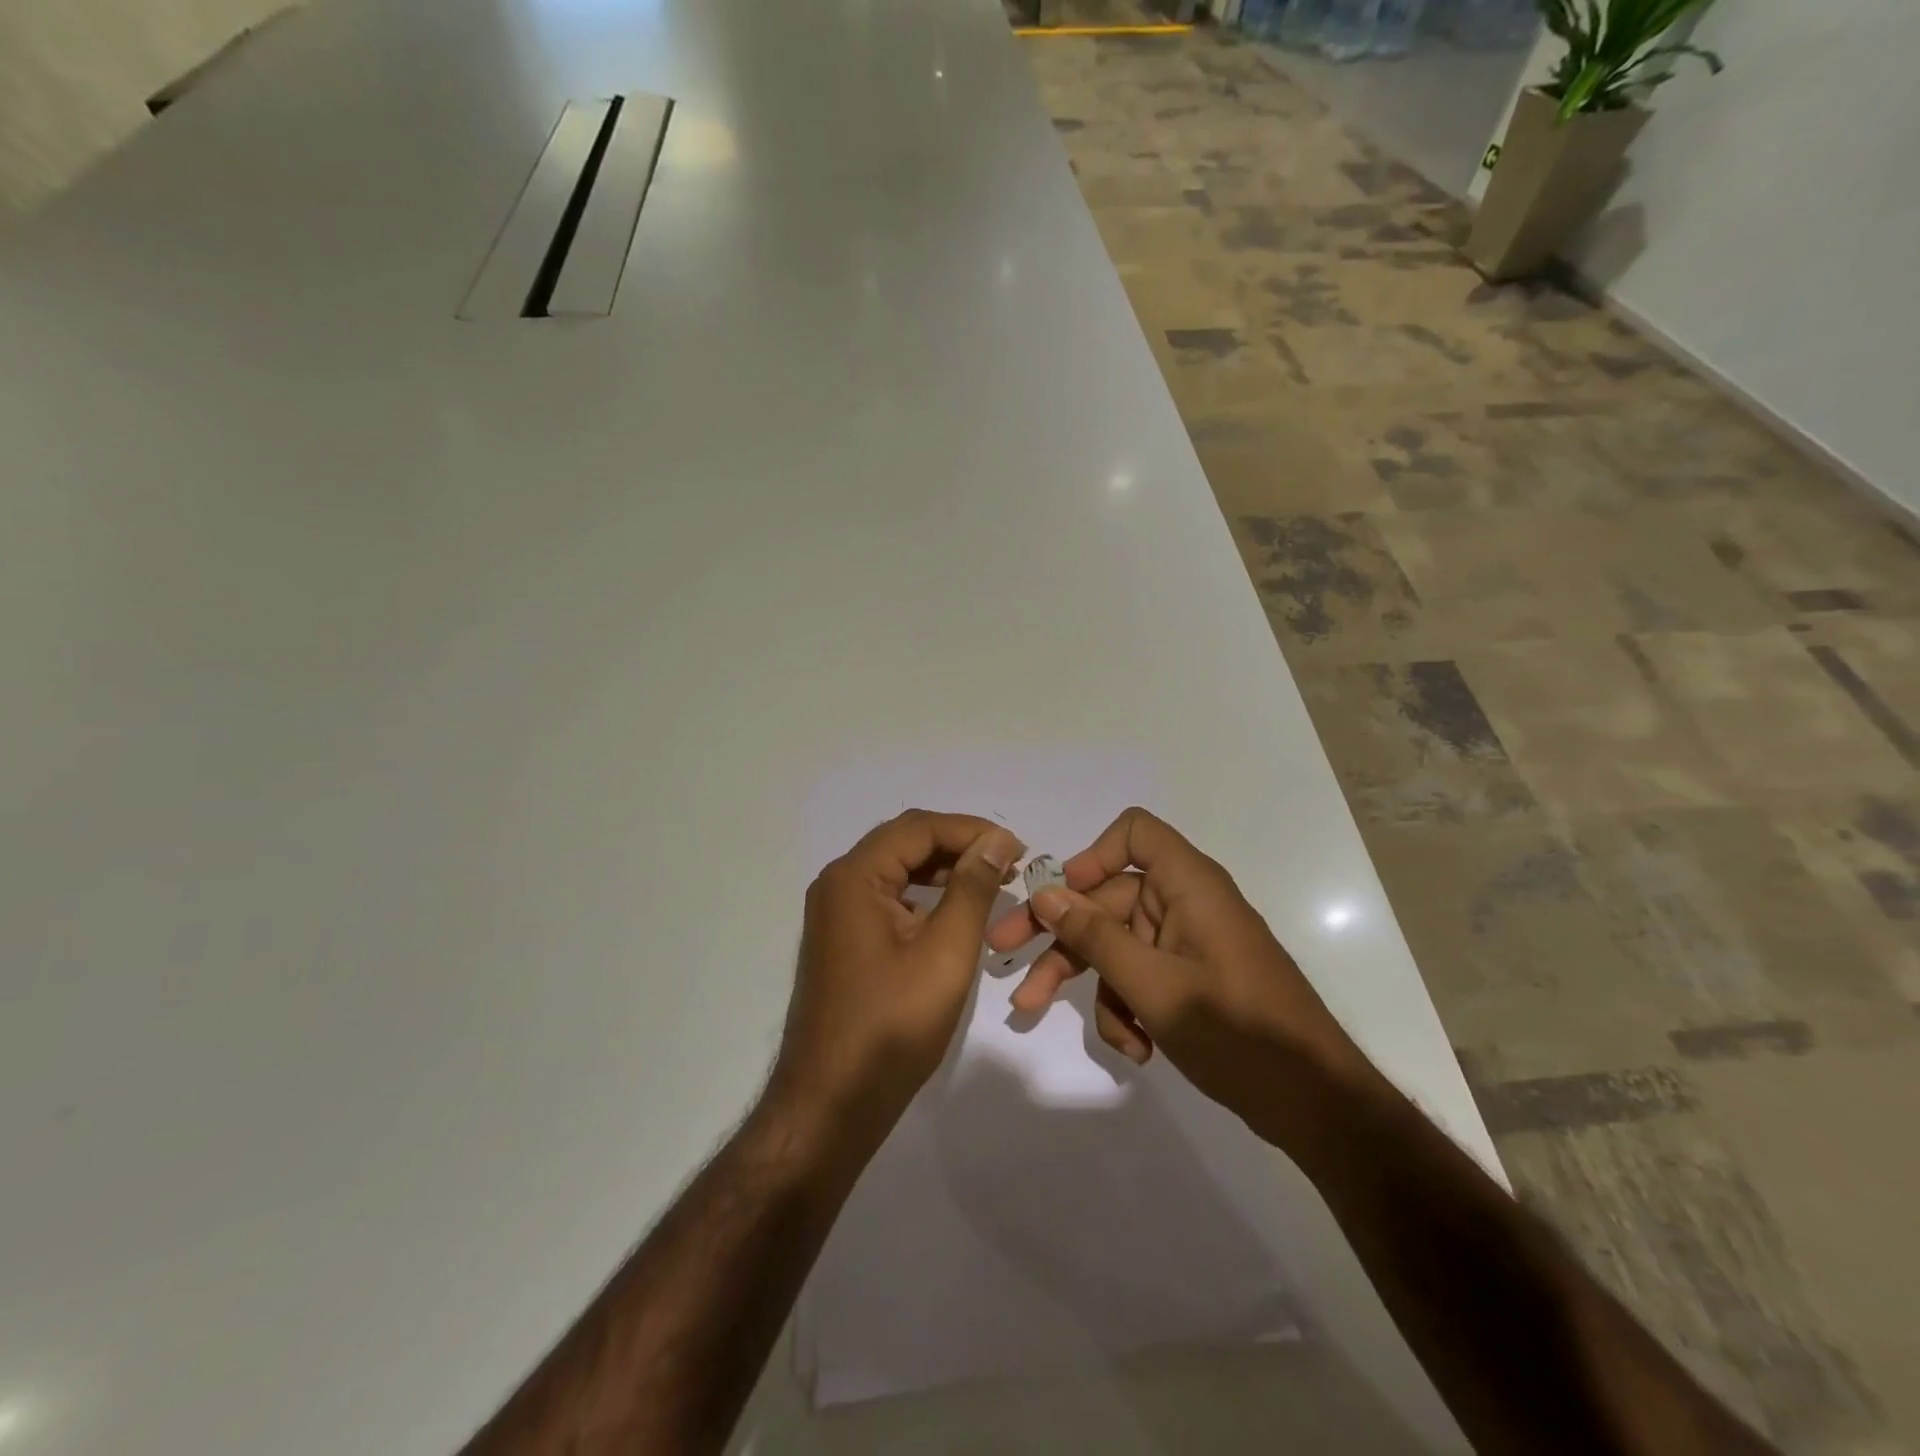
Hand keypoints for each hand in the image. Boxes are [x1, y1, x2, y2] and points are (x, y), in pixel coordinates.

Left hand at [771, 811, 1024, 1138]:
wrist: (831, 1103)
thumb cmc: (892, 1027)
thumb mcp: (945, 952)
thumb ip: (972, 888)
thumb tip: (997, 840)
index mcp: (855, 877)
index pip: (919, 828)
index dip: (972, 830)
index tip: (1019, 849)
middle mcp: (838, 884)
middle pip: (904, 841)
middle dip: (958, 844)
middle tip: (1008, 862)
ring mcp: (835, 913)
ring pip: (896, 869)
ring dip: (942, 868)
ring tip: (990, 880)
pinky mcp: (842, 939)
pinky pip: (887, 897)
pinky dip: (923, 895)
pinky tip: (953, 912)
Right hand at [985, 807, 1370, 1149]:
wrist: (1315, 1104)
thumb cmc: (1238, 1032)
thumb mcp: (1155, 986)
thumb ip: (1096, 937)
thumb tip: (1045, 894)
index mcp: (1188, 886)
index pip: (1135, 833)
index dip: (1092, 857)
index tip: (1060, 900)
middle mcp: (1186, 904)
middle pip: (1108, 900)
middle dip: (1062, 938)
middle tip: (1005, 960)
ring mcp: (1188, 944)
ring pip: (1118, 946)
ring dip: (1097, 988)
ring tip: (1082, 1031)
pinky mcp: (1191, 979)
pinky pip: (1141, 977)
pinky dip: (1129, 1009)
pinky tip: (1137, 1049)